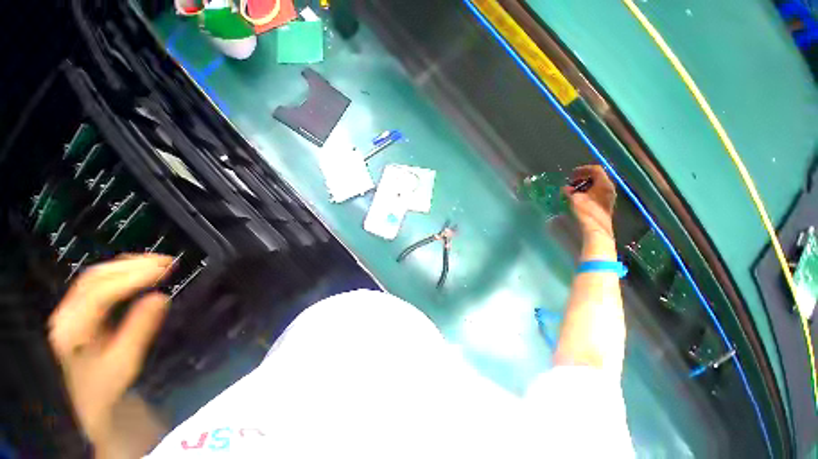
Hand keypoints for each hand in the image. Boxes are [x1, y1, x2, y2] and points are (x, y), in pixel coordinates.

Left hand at [48, 254, 172, 444]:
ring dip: (128, 265)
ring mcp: (70, 309)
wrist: (93, 398)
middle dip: (131, 266)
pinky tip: (140, 270)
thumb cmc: (110, 384)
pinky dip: (122, 270)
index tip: (164, 270)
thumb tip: (160, 297)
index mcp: (73, 329)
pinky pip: (98, 281)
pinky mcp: (79, 307)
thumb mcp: (126, 362)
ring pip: (96, 275)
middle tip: (167, 262)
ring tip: (159, 262)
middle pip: (95, 278)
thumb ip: (139, 330)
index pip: (99, 295)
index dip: (132, 279)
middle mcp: (66, 313)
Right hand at [562, 165, 616, 237]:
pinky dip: (588, 192)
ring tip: (573, 191)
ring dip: (584, 186)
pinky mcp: (605, 204)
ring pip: (597, 185)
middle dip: (583, 178)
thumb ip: (569, 191)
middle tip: (571, 182)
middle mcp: (608, 188)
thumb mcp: (575, 199)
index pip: (595, 169)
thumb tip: (566, 188)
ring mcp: (608, 196)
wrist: (596, 228)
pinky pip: (597, 192)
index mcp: (603, 184)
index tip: (571, 174)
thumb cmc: (586, 211)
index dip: (583, 169)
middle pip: (597, 177)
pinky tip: (579, 198)